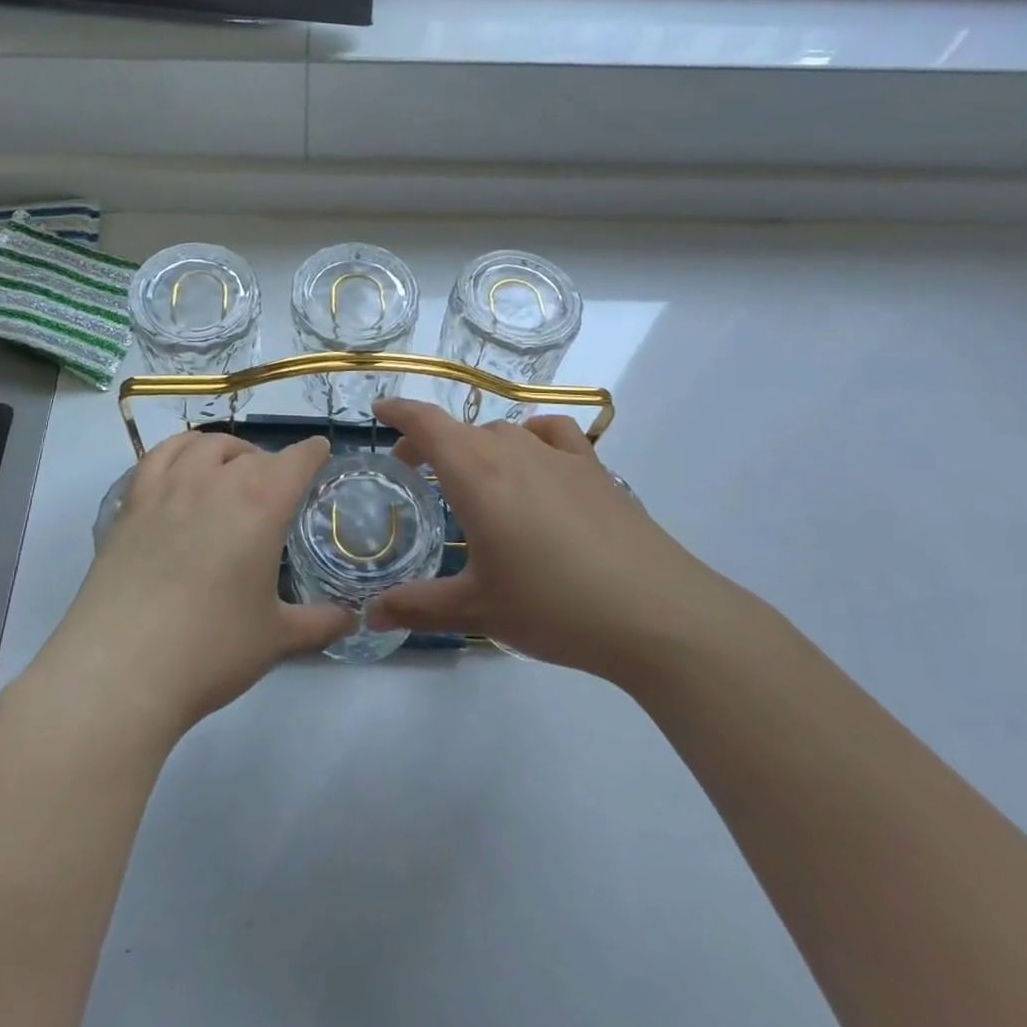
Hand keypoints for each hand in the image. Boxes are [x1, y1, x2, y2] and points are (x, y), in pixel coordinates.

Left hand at [38, 433, 353, 735]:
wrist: (121, 668)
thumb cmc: (211, 649)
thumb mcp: (276, 638)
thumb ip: (319, 623)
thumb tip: (352, 620)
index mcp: (261, 503)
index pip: (297, 459)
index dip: (313, 453)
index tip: (320, 454)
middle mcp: (216, 481)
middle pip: (252, 454)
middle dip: (272, 464)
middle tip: (277, 491)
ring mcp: (169, 487)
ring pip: (205, 445)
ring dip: (227, 451)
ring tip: (231, 470)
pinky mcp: (132, 503)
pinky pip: (159, 455)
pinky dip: (179, 449)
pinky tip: (183, 466)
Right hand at [368, 400, 741, 681]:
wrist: (656, 612)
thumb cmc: (554, 606)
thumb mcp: (478, 609)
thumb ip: (419, 606)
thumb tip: (370, 615)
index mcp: (477, 475)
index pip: (427, 423)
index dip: (399, 411)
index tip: (379, 411)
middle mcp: (514, 451)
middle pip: (461, 429)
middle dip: (430, 442)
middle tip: (414, 469)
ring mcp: (559, 456)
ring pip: (504, 432)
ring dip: (477, 445)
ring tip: (472, 477)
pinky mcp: (595, 469)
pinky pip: (552, 434)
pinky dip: (531, 437)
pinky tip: (535, 460)